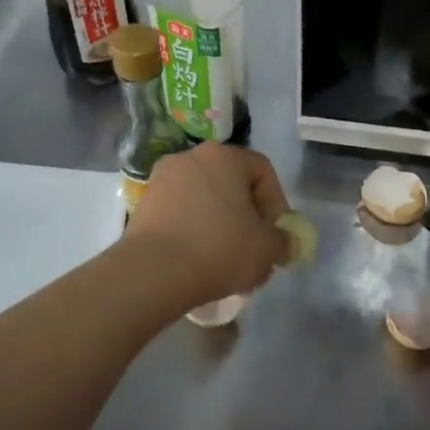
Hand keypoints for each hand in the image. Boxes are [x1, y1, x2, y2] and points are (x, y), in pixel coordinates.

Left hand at [123, 144, 292, 307]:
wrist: (153, 272)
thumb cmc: (219, 249)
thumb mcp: (267, 249)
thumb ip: (284, 241)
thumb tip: (285, 243)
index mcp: (224, 156)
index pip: (263, 171)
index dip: (277, 203)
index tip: (277, 235)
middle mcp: (191, 157)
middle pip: (232, 184)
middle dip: (247, 215)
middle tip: (254, 247)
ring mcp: (162, 179)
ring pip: (205, 200)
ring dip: (220, 224)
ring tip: (227, 259)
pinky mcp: (143, 205)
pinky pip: (181, 213)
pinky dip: (194, 231)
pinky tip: (199, 260)